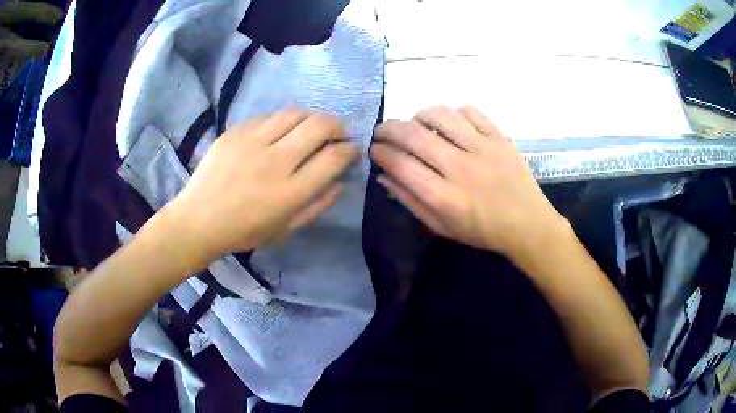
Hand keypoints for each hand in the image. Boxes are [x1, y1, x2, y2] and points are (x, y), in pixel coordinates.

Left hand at [165, 109, 358, 266]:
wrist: (199, 220)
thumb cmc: (244, 231)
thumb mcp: (287, 229)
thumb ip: (317, 204)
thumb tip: (340, 181)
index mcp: (290, 191)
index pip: (334, 157)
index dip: (350, 149)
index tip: (352, 150)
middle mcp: (275, 160)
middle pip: (319, 125)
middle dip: (338, 126)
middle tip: (337, 134)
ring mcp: (252, 142)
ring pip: (295, 113)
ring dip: (311, 117)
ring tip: (311, 128)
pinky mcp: (235, 132)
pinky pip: (268, 116)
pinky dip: (283, 121)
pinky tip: (280, 131)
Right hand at [371, 106, 566, 257]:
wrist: (527, 224)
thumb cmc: (482, 230)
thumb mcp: (441, 226)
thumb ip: (411, 201)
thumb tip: (384, 176)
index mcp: (444, 197)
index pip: (401, 164)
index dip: (381, 153)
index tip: (375, 149)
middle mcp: (461, 168)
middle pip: (414, 136)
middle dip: (389, 128)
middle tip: (383, 130)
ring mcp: (483, 149)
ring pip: (441, 116)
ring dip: (419, 114)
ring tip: (415, 122)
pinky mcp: (499, 138)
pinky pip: (470, 112)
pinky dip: (453, 112)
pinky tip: (449, 122)